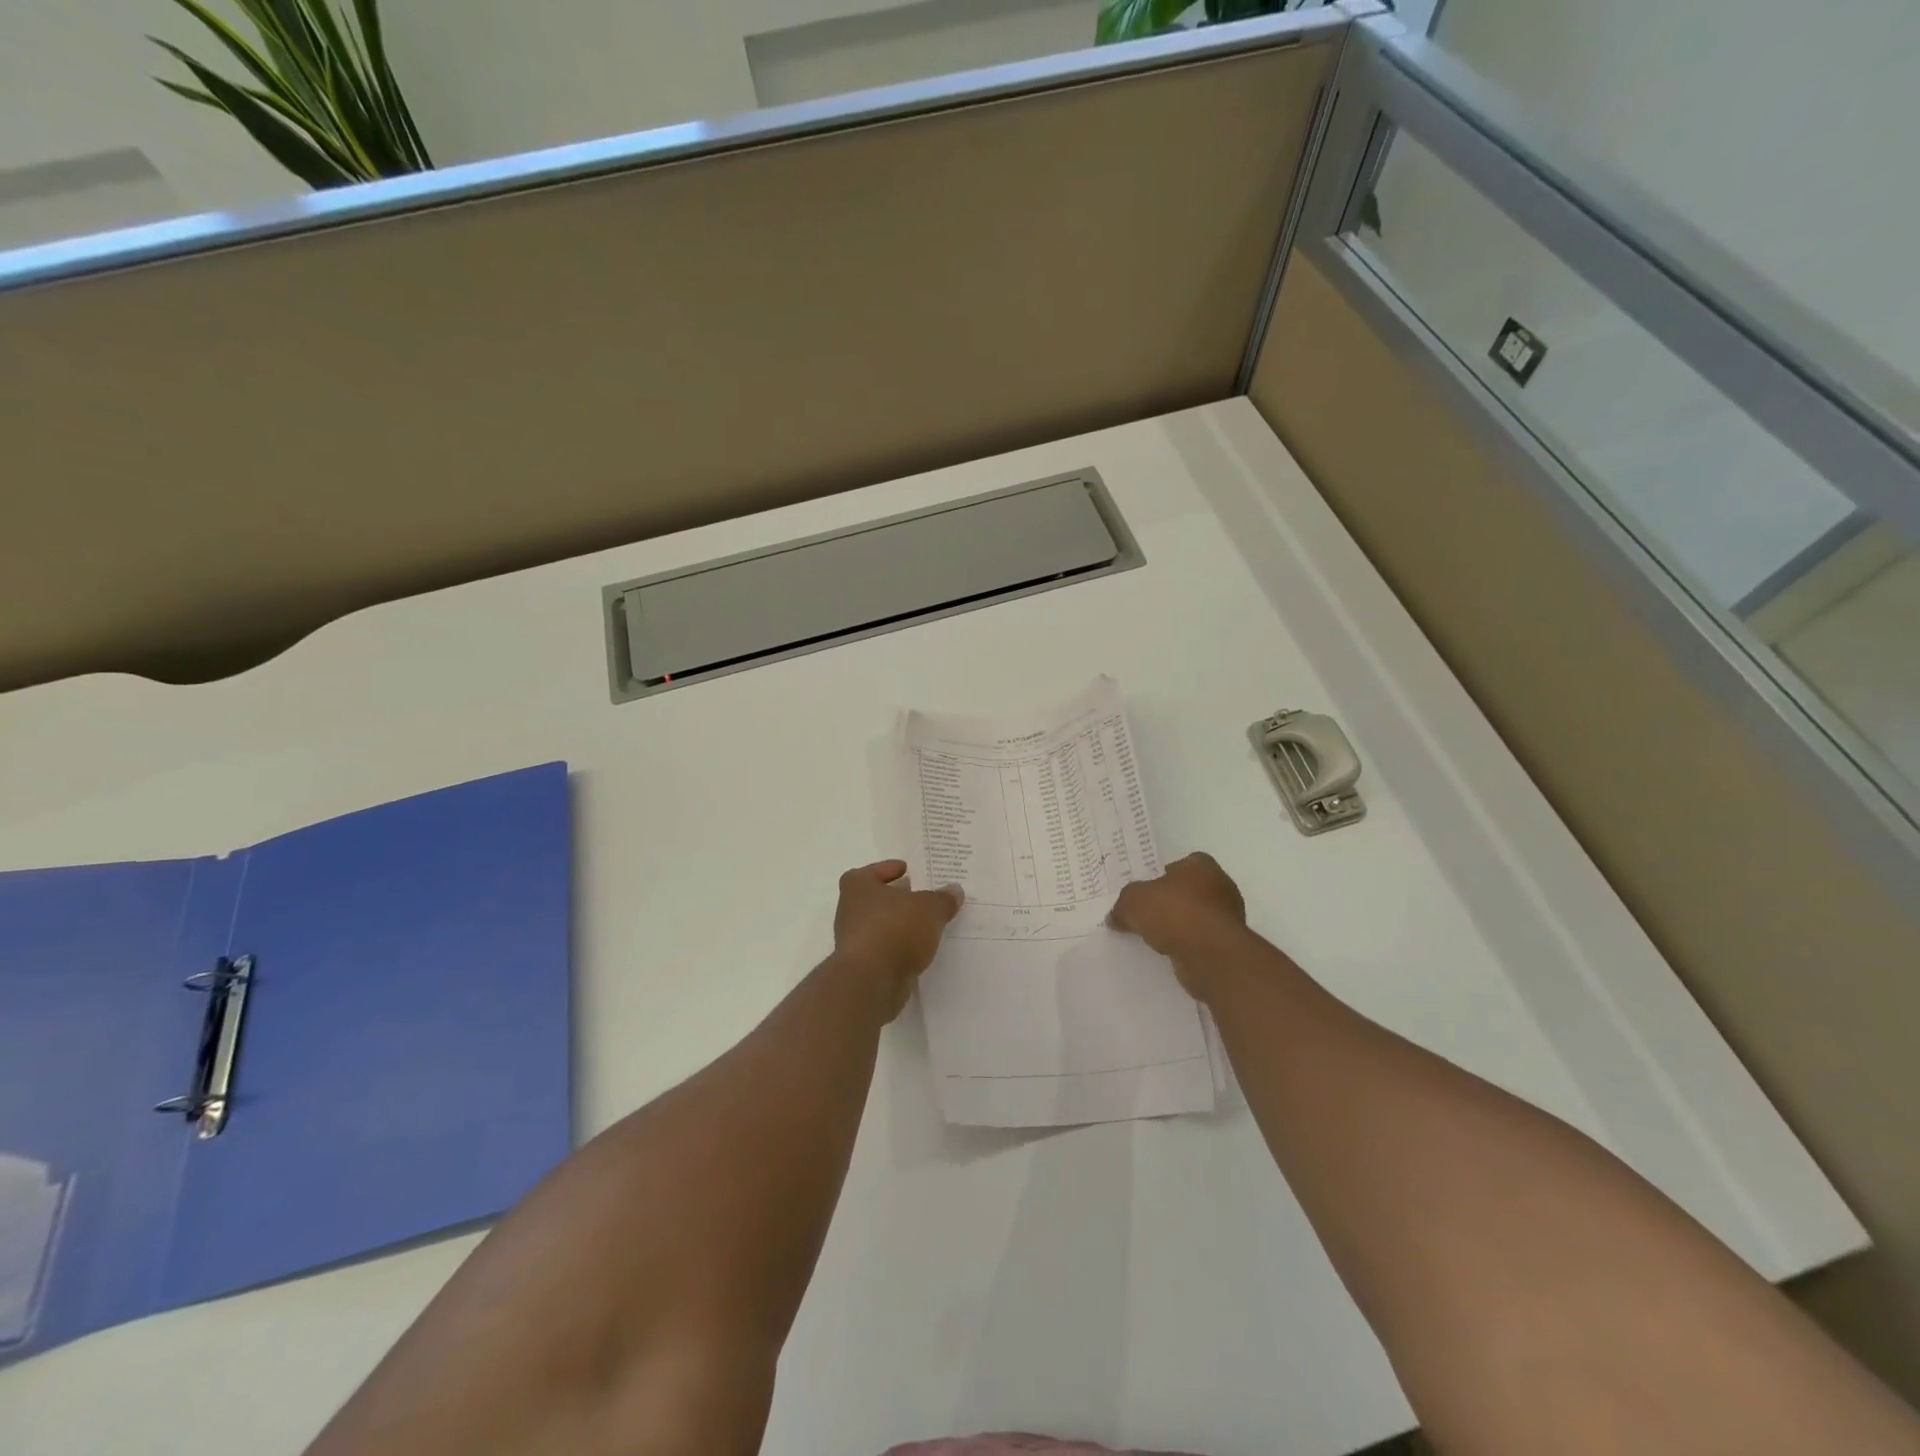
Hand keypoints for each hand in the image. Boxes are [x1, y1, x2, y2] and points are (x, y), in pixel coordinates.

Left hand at [833, 860, 963, 1018]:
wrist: (871, 981)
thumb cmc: (895, 929)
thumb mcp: (929, 908)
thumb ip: (942, 899)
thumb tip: (954, 890)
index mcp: (858, 886)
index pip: (871, 871)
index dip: (889, 869)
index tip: (907, 871)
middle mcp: (850, 910)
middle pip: (877, 899)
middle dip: (899, 899)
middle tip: (924, 897)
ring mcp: (854, 941)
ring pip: (882, 926)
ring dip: (901, 926)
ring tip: (928, 925)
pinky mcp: (863, 966)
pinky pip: (886, 950)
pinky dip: (900, 948)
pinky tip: (921, 950)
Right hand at [1107, 852, 1246, 998]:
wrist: (1210, 955)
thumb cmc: (1174, 913)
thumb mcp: (1133, 901)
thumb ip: (1123, 905)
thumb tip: (1116, 917)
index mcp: (1201, 866)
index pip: (1183, 863)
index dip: (1164, 875)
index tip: (1148, 890)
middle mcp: (1220, 886)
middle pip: (1190, 890)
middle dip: (1172, 901)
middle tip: (1148, 913)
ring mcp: (1228, 917)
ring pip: (1197, 916)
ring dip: (1181, 925)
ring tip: (1156, 937)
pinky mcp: (1228, 944)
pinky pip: (1202, 939)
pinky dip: (1188, 944)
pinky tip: (1170, 952)